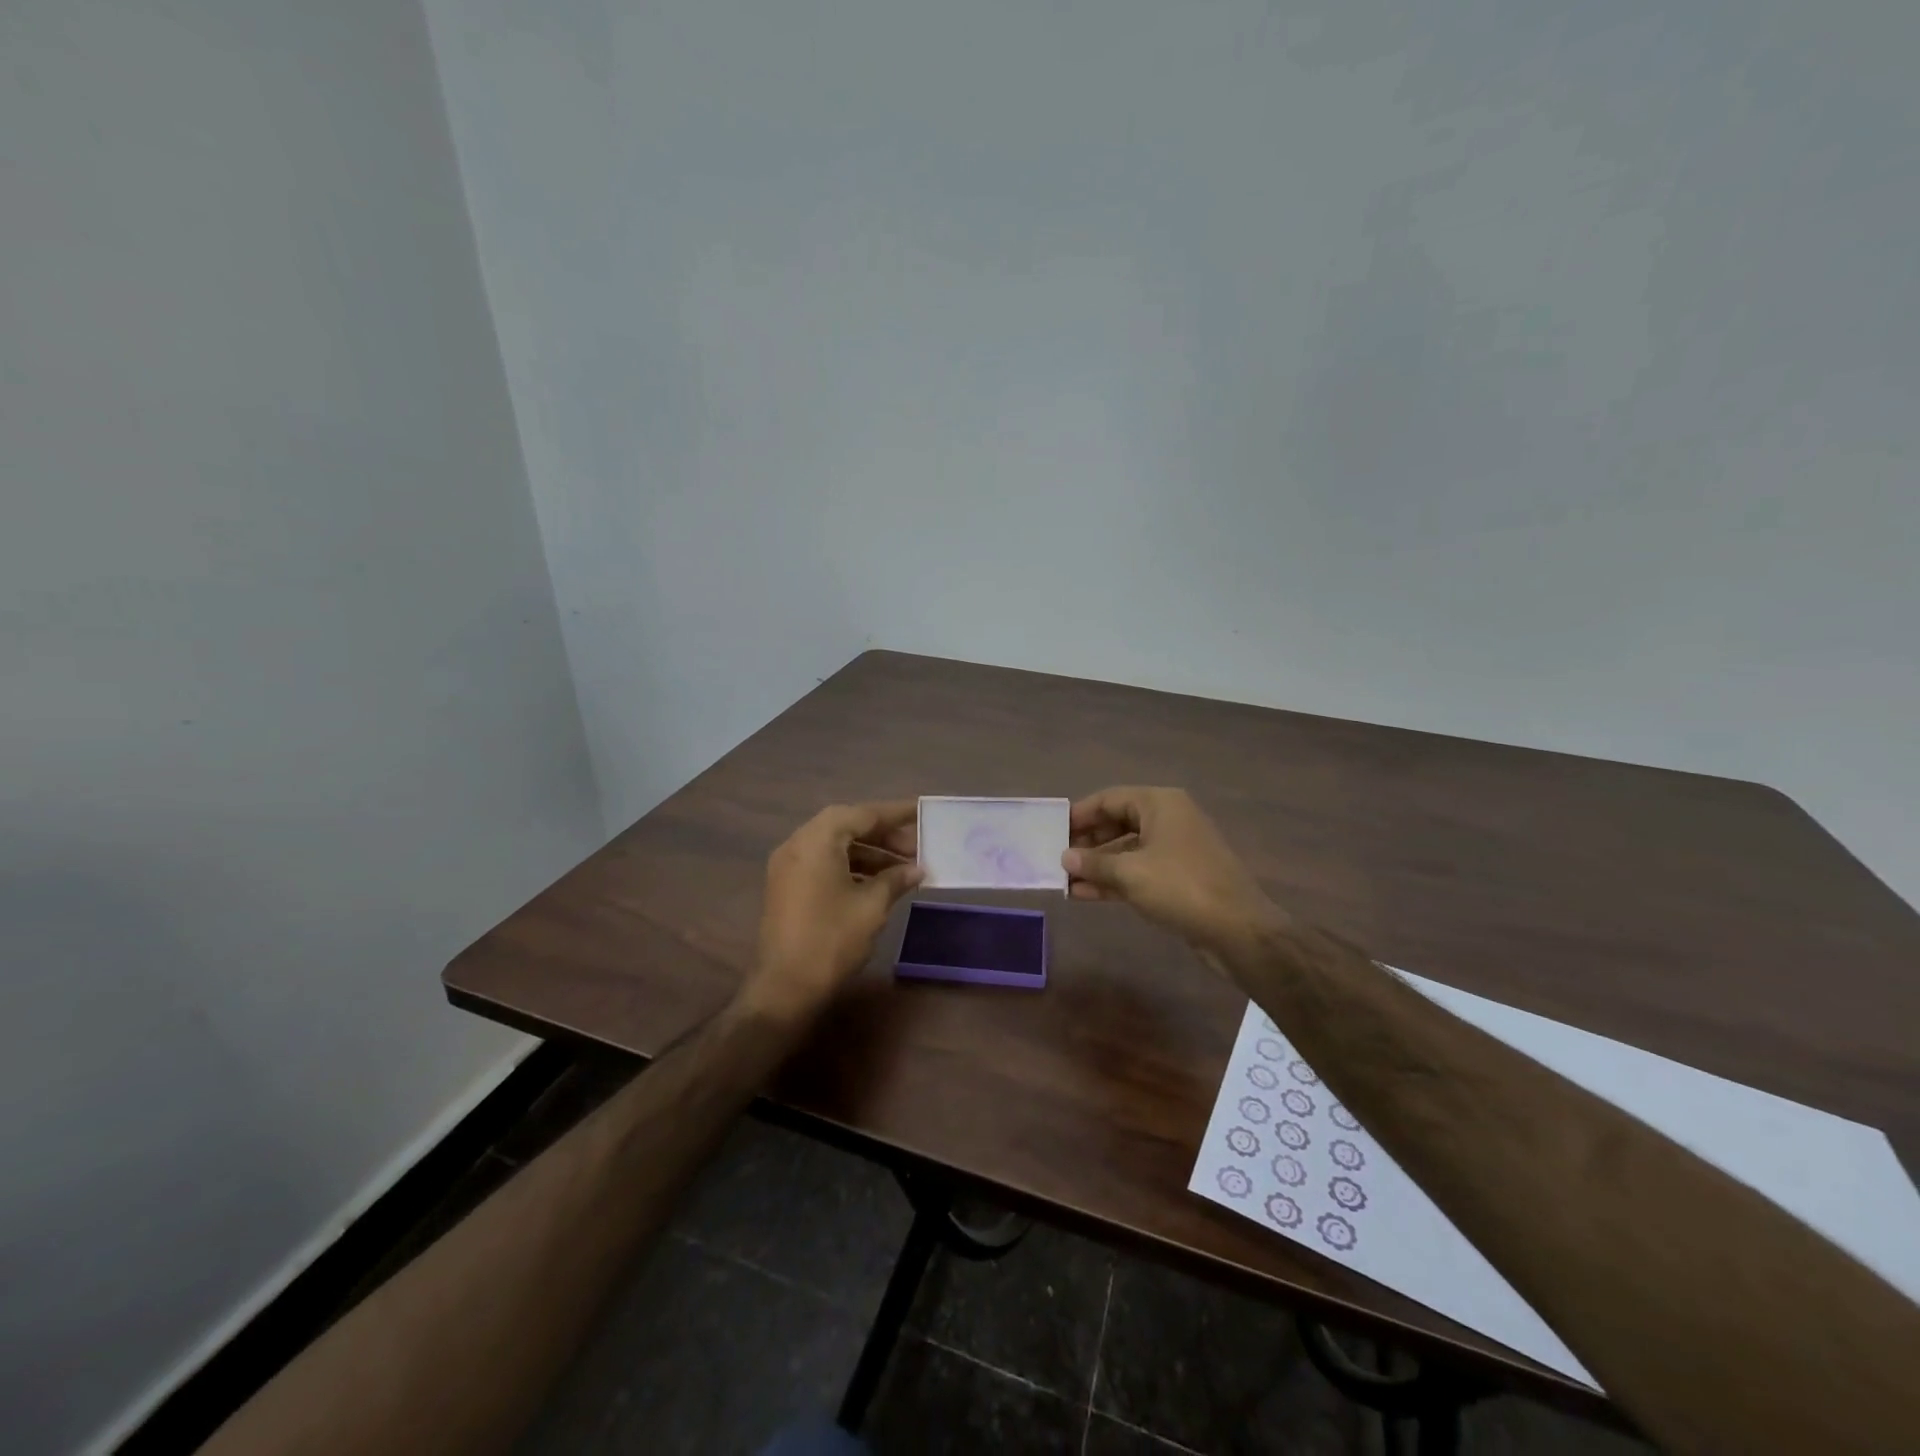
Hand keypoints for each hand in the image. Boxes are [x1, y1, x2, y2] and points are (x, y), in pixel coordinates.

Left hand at [741, 801, 924, 1020]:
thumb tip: (916, 869)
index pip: (862, 814)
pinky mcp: (787, 886)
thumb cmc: (831, 940)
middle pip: (847, 826)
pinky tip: (878, 882)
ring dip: (869, 852)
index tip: (922, 812)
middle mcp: (798, 844)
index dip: (896, 814)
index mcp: (817, 840)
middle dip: (883, 835)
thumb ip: (895, 879)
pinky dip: (851, 866)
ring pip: (835, 846)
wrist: (784, 988)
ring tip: (903, 867)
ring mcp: (789, 866)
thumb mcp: (871, 907)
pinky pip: (824, 863)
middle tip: (916, 847)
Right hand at [1061, 787, 1281, 957]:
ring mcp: (1175, 849)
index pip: (1110, 798)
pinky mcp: (1178, 877)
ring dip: (1097, 865)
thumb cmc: (1181, 887)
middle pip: (1118, 822)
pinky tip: (1085, 894)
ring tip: (1064, 880)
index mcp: (1160, 804)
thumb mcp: (1130, 873)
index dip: (1080, 814)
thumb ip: (1093, 863)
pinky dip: (1114, 880)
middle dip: (1087, 842)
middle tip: (1057, 857)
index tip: (1054, 830)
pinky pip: (1139, 871)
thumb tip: (1064, 858)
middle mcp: (1169, 819)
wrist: (1238, 930)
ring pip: (1127, 850)